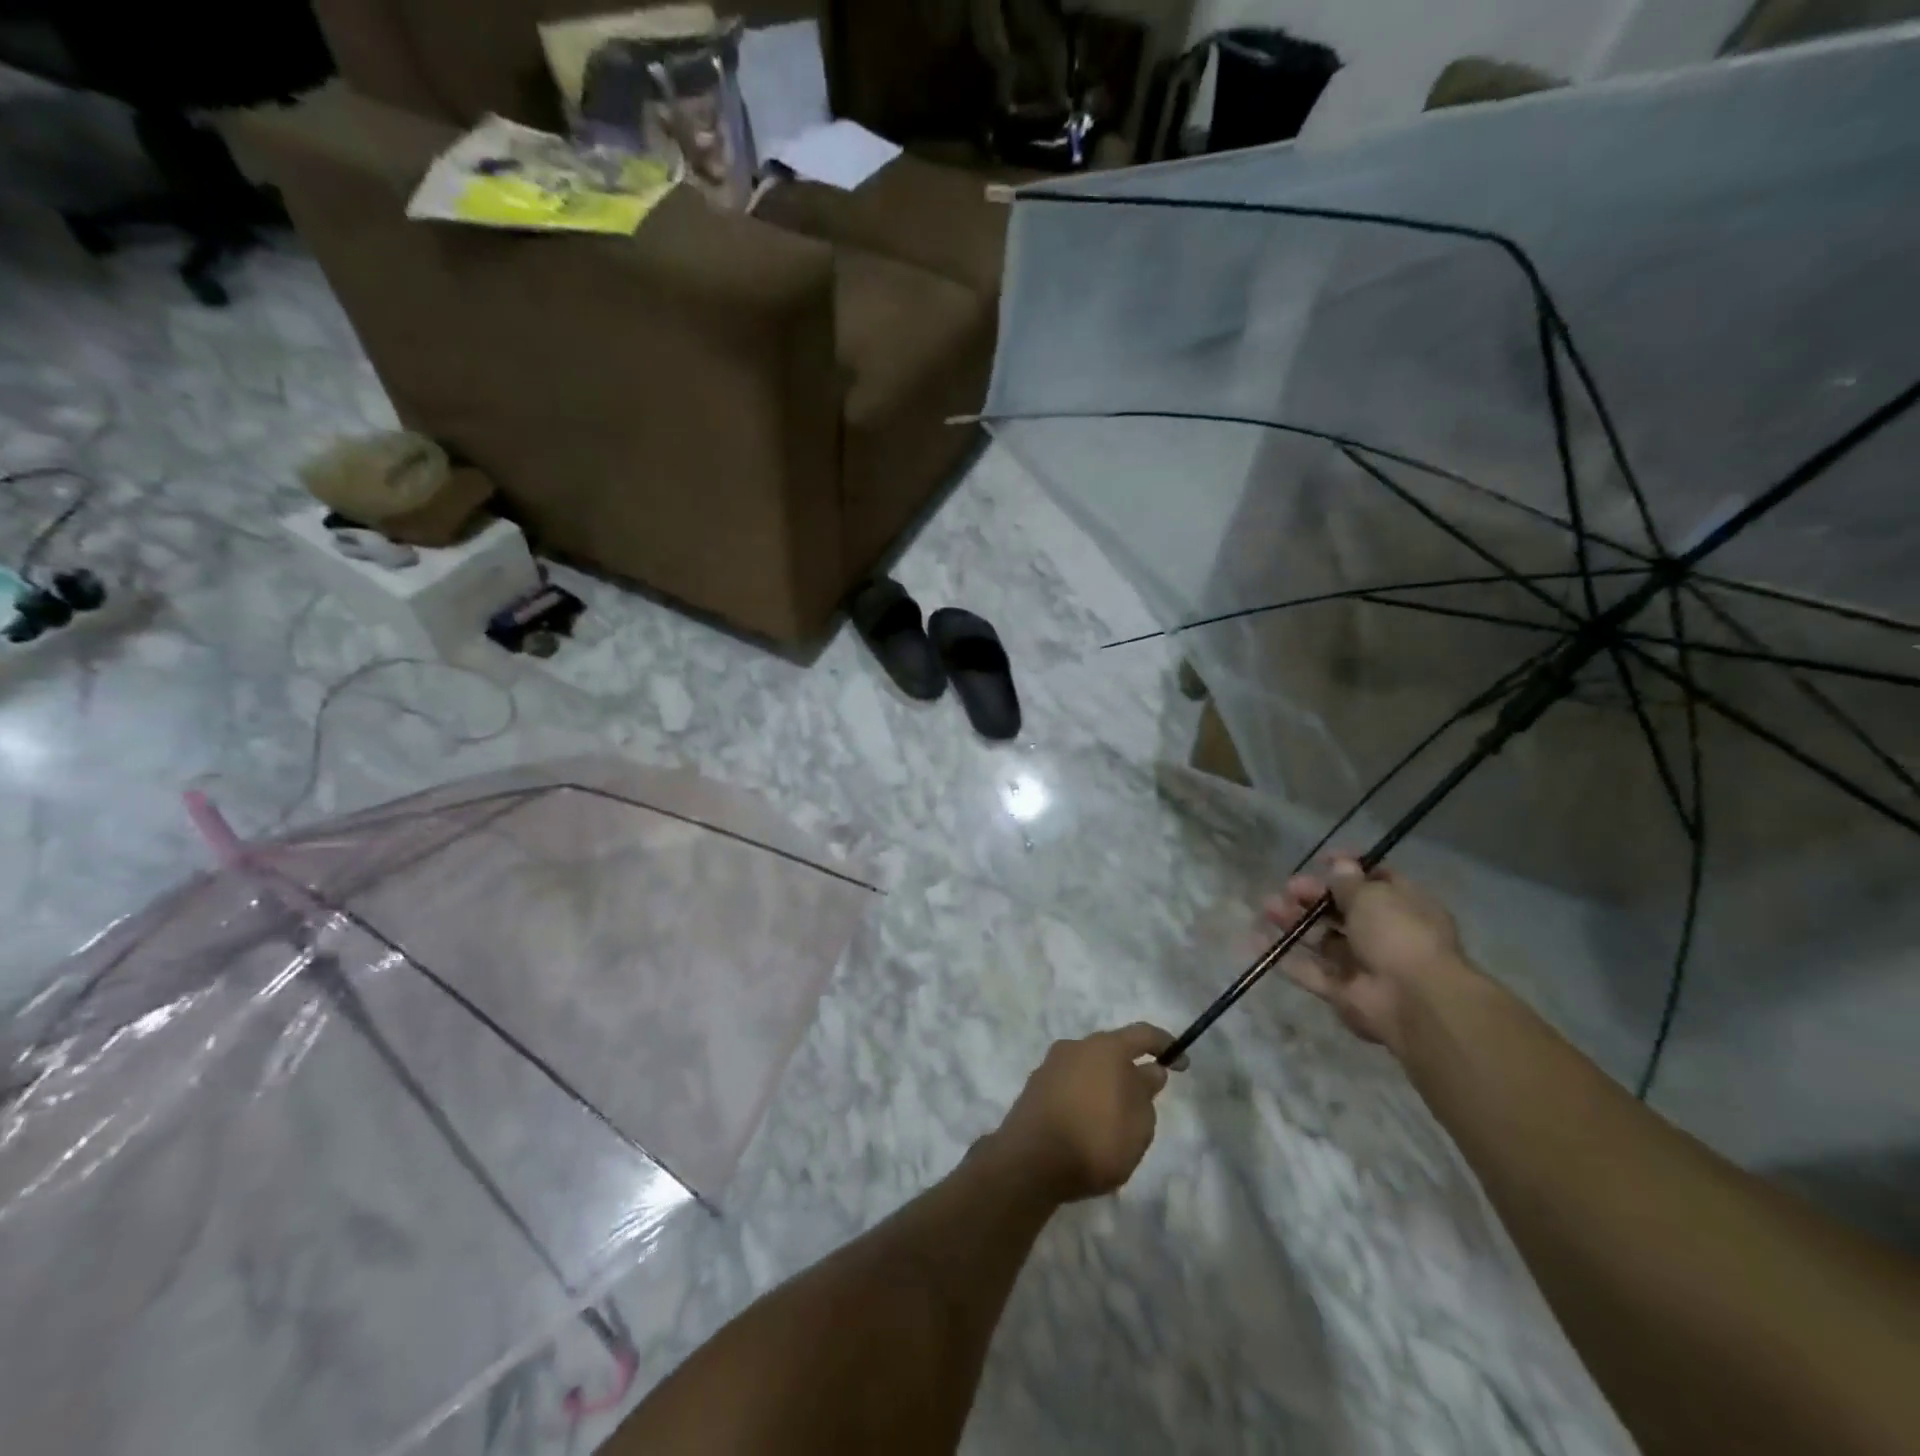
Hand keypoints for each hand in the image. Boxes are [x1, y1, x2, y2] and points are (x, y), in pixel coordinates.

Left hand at [987, 1023, 1180, 1202]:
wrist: (1030, 1161)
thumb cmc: (1096, 1139)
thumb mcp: (1139, 1124)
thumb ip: (1146, 1092)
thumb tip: (1149, 1070)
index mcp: (1105, 1048)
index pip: (1142, 1034)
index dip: (1165, 1045)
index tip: (1182, 1063)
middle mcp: (1076, 1046)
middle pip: (1111, 1050)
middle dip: (1130, 1069)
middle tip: (1145, 1099)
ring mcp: (1051, 1065)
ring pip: (1089, 1068)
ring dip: (1105, 1085)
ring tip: (1116, 1120)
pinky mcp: (1035, 1087)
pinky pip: (1070, 1085)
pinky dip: (1085, 1098)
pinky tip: (1088, 1126)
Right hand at [1267, 856, 1475, 1054]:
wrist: (1414, 1002)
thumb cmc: (1398, 935)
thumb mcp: (1373, 897)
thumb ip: (1349, 883)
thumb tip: (1340, 866)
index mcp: (1404, 907)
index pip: (1376, 881)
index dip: (1349, 869)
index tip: (1321, 860)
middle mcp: (1385, 935)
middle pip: (1343, 911)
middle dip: (1313, 896)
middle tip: (1288, 889)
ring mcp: (1364, 965)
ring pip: (1323, 939)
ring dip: (1296, 922)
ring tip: (1268, 908)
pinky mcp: (1343, 992)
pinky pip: (1310, 971)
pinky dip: (1286, 957)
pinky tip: (1258, 940)